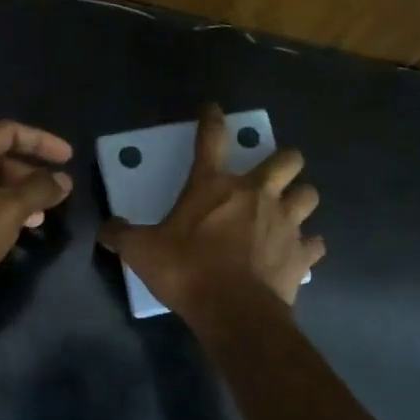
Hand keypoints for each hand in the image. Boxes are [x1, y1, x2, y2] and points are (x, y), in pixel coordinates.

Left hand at [0, 120, 72, 333]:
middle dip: (32, 172)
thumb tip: (63, 180)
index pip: (7, 132)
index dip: (41, 140)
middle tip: (60, 192)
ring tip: (46, 214)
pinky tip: (22, 232)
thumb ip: (37, 190)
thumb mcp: (5, 211)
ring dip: (22, 195)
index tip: (69, 158)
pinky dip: (6, 214)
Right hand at [99, 104, 323, 318]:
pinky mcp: (302, 253)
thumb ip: (121, 235)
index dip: (212, 119)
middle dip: (284, 161)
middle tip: (273, 173)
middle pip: (287, 159)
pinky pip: (314, 242)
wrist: (234, 311)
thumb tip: (105, 229)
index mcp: (214, 186)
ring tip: (290, 209)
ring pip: (309, 194)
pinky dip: (307, 245)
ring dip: (300, 198)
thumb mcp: (142, 252)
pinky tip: (298, 252)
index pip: (211, 139)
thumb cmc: (187, 271)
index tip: (214, 109)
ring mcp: (285, 222)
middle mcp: (256, 194)